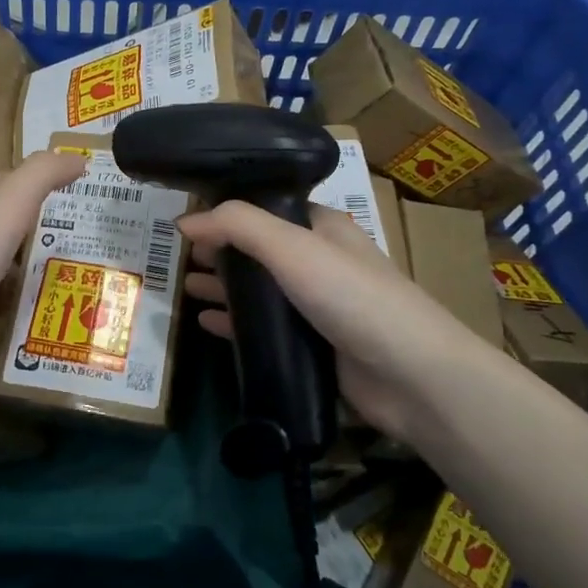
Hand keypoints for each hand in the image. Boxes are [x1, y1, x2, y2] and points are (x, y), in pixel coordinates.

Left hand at [0, 151, 84, 389]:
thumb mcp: (6, 208)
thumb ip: (42, 176)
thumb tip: (79, 157)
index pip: (19, 181)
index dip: (51, 187)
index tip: (90, 204)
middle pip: (13, 223)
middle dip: (47, 234)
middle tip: (91, 251)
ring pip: (4, 262)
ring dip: (32, 272)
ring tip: (73, 289)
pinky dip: (13, 306)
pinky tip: (33, 320)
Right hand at [179, 200, 490, 443]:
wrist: (412, 377)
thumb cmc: (352, 297)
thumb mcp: (293, 247)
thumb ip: (237, 226)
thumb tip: (184, 220)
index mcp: (322, 229)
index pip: (266, 210)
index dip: (227, 212)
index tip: (187, 220)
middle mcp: (319, 263)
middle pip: (258, 250)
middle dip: (219, 251)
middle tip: (176, 256)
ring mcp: (316, 308)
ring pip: (258, 291)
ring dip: (223, 287)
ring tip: (182, 286)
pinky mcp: (312, 348)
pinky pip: (263, 329)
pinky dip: (234, 323)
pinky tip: (205, 322)